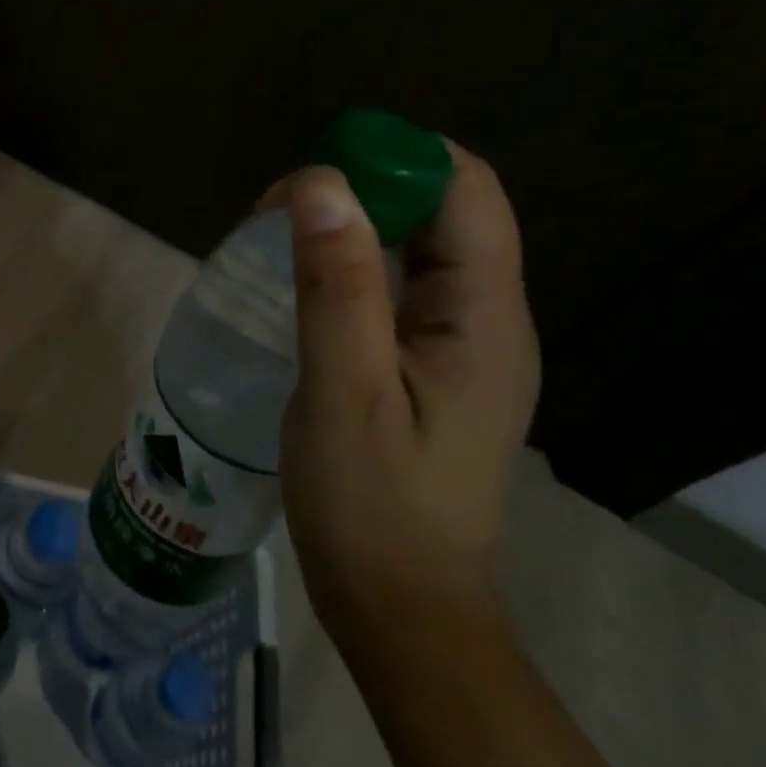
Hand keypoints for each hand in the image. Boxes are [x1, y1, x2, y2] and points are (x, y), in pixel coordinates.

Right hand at [267, 147, 539, 642]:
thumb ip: (338, 285)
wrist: (400, 608)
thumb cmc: (371, 506)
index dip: (394, 158)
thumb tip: (321, 181)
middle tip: (277, 214)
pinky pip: (400, 286)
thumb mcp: (344, 391)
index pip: (465, 188)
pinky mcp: (431, 367)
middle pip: (443, 210)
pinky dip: (352, 264)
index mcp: (486, 317)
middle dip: (364, 188)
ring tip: (279, 241)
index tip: (310, 178)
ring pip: (418, 246)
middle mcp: (488, 318)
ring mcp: (461, 345)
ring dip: (353, 225)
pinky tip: (305, 285)